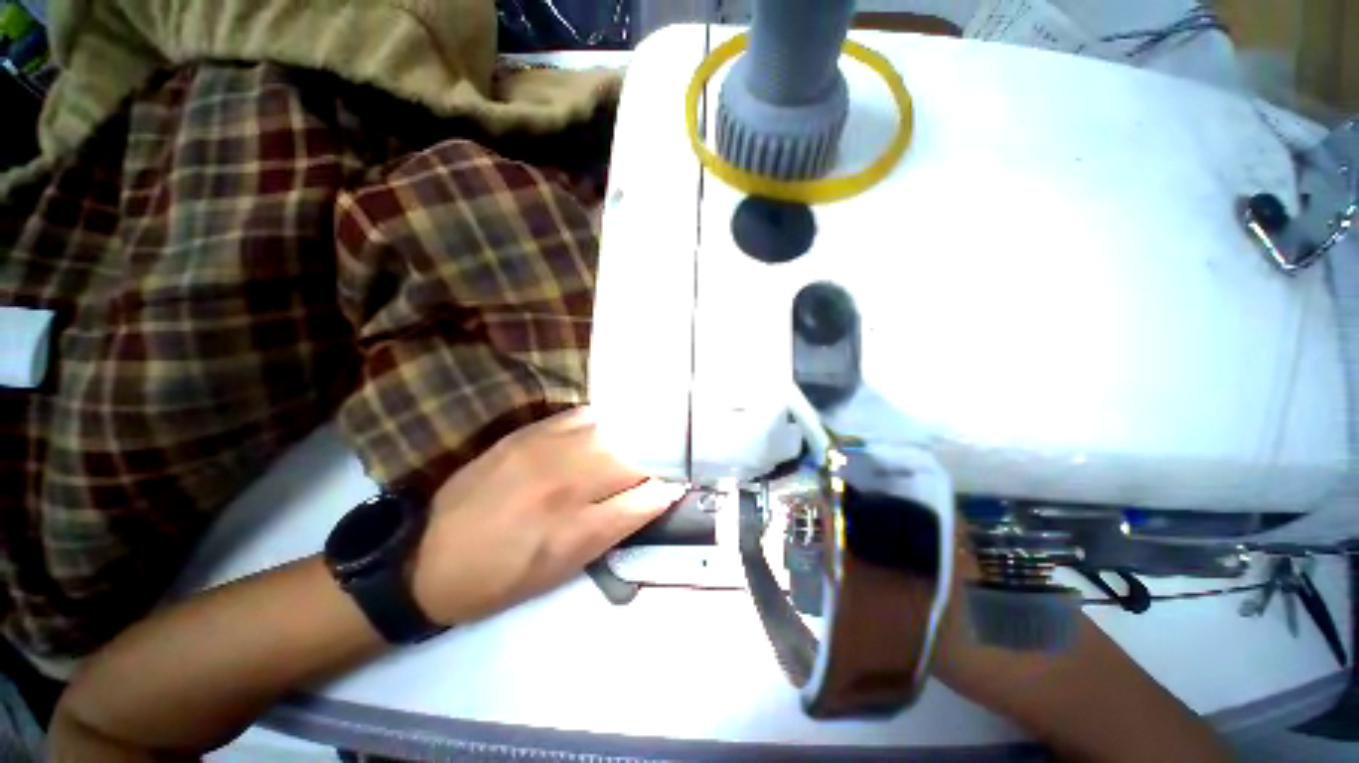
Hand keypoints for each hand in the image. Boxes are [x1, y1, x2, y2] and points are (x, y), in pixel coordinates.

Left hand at [410, 407, 684, 625]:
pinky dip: (602, 423)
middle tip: (661, 463)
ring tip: (639, 443)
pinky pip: (581, 416)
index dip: (667, 490)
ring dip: (632, 438)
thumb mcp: (564, 569)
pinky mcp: (528, 433)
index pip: (645, 498)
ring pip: (612, 432)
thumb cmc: (503, 577)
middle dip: (655, 461)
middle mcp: (566, 485)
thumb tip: (655, 497)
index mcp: (576, 530)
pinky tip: (606, 431)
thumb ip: (614, 528)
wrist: (429, 558)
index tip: (675, 486)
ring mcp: (546, 451)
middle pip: (633, 458)